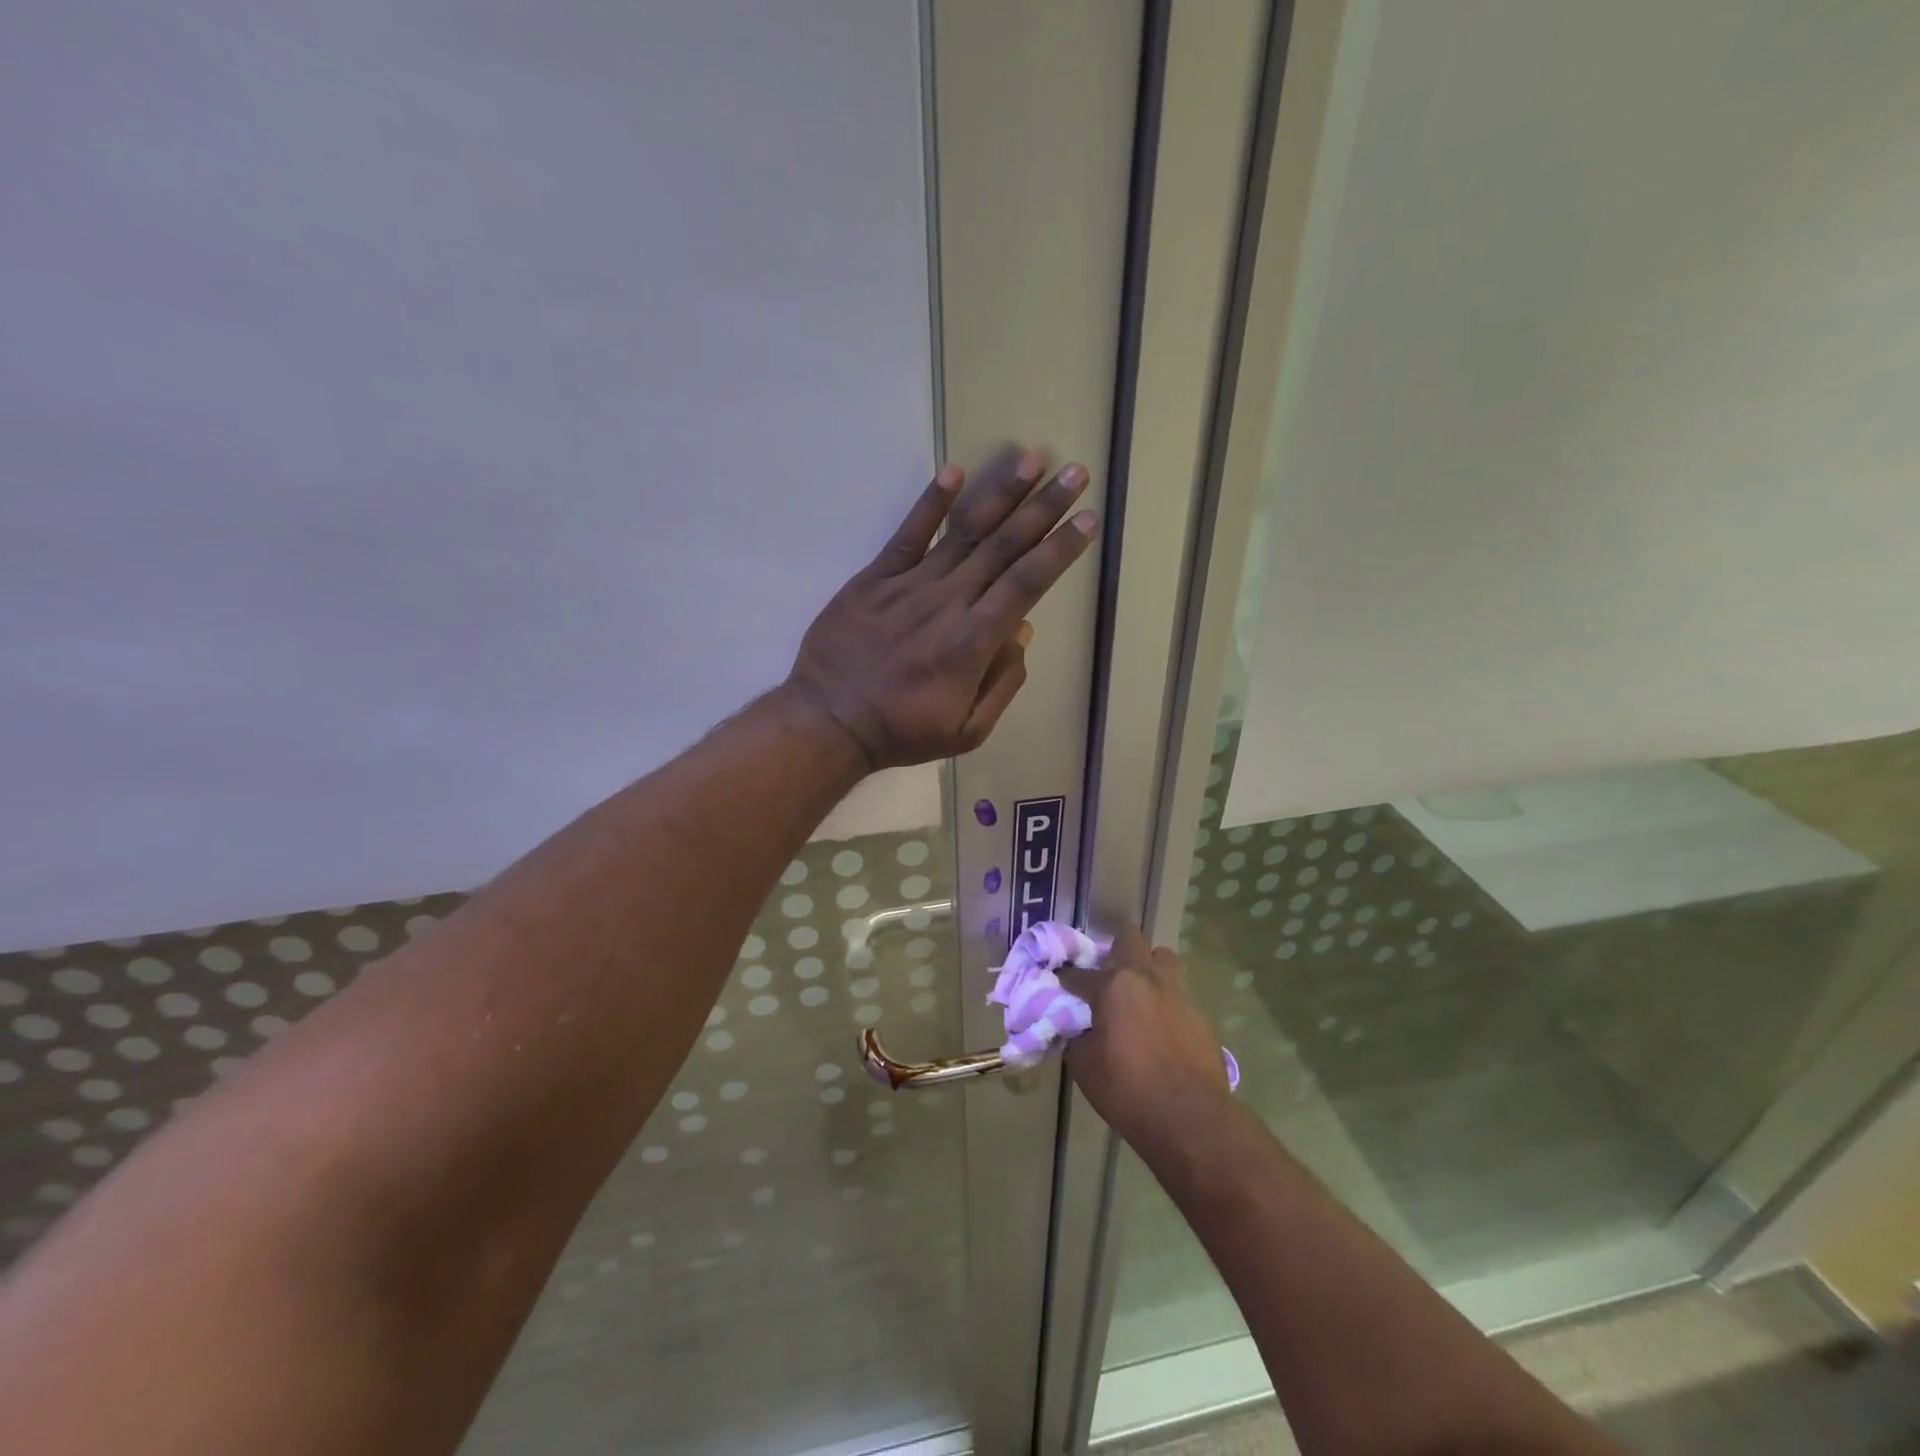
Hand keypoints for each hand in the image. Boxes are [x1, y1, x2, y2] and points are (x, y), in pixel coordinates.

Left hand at [786, 451, 1096, 768]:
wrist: (829, 722)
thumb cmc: (902, 731)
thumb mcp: (967, 732)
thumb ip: (1002, 684)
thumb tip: (1023, 633)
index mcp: (973, 643)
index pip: (1027, 585)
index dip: (1059, 550)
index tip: (1088, 521)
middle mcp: (948, 604)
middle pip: (1004, 548)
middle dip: (1044, 509)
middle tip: (1076, 473)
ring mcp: (909, 586)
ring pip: (964, 533)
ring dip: (1001, 495)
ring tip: (1032, 458)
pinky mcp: (874, 579)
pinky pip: (907, 535)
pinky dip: (931, 504)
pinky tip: (955, 472)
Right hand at [1062, 927, 1230, 1146]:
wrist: (1191, 1118)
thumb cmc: (1128, 1089)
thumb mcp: (1084, 1066)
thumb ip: (1077, 1036)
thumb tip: (1079, 1028)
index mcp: (1114, 984)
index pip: (1079, 974)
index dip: (1067, 982)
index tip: (1061, 990)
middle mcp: (1147, 976)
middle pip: (1128, 939)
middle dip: (1113, 952)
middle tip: (1106, 980)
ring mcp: (1178, 991)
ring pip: (1162, 958)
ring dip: (1147, 968)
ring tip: (1138, 996)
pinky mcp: (1200, 1012)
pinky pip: (1178, 992)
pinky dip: (1166, 1000)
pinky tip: (1160, 1027)